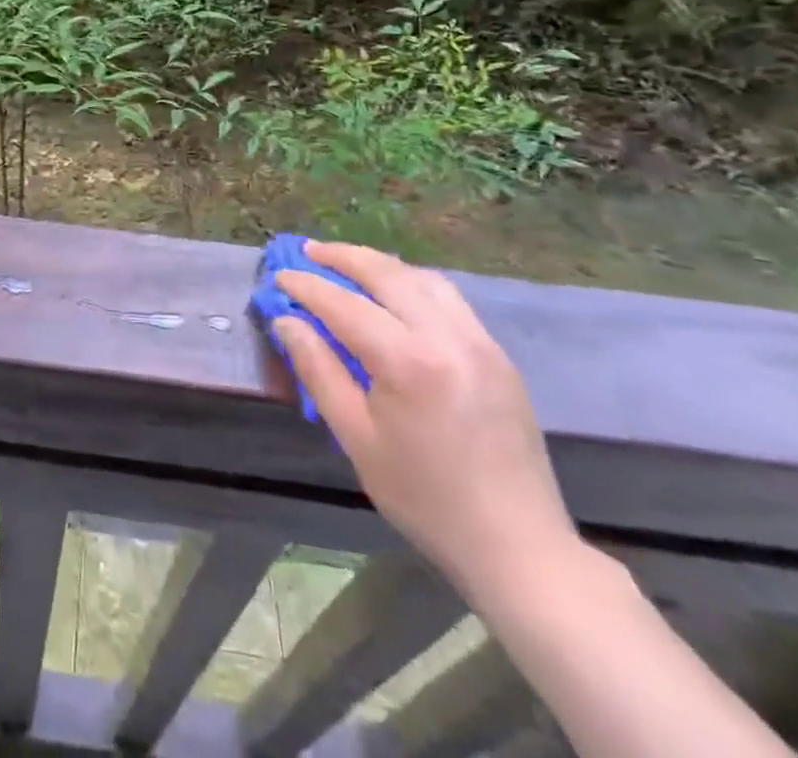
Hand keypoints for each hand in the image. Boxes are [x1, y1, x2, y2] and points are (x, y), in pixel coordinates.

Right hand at [273, 243, 578, 600]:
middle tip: (309, 251)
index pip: (345, 305)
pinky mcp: (498, 354)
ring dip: (380, 264)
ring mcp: (480, 342)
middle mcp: (448, 337)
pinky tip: (394, 293)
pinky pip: (449, 299)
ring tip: (347, 263)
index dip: (307, 286)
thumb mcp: (357, 438)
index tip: (279, 276)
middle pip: (387, 274)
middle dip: (343, 257)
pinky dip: (412, 282)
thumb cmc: (425, 498)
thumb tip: (288, 322)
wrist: (518, 545)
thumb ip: (319, 371)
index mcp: (410, 362)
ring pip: (422, 278)